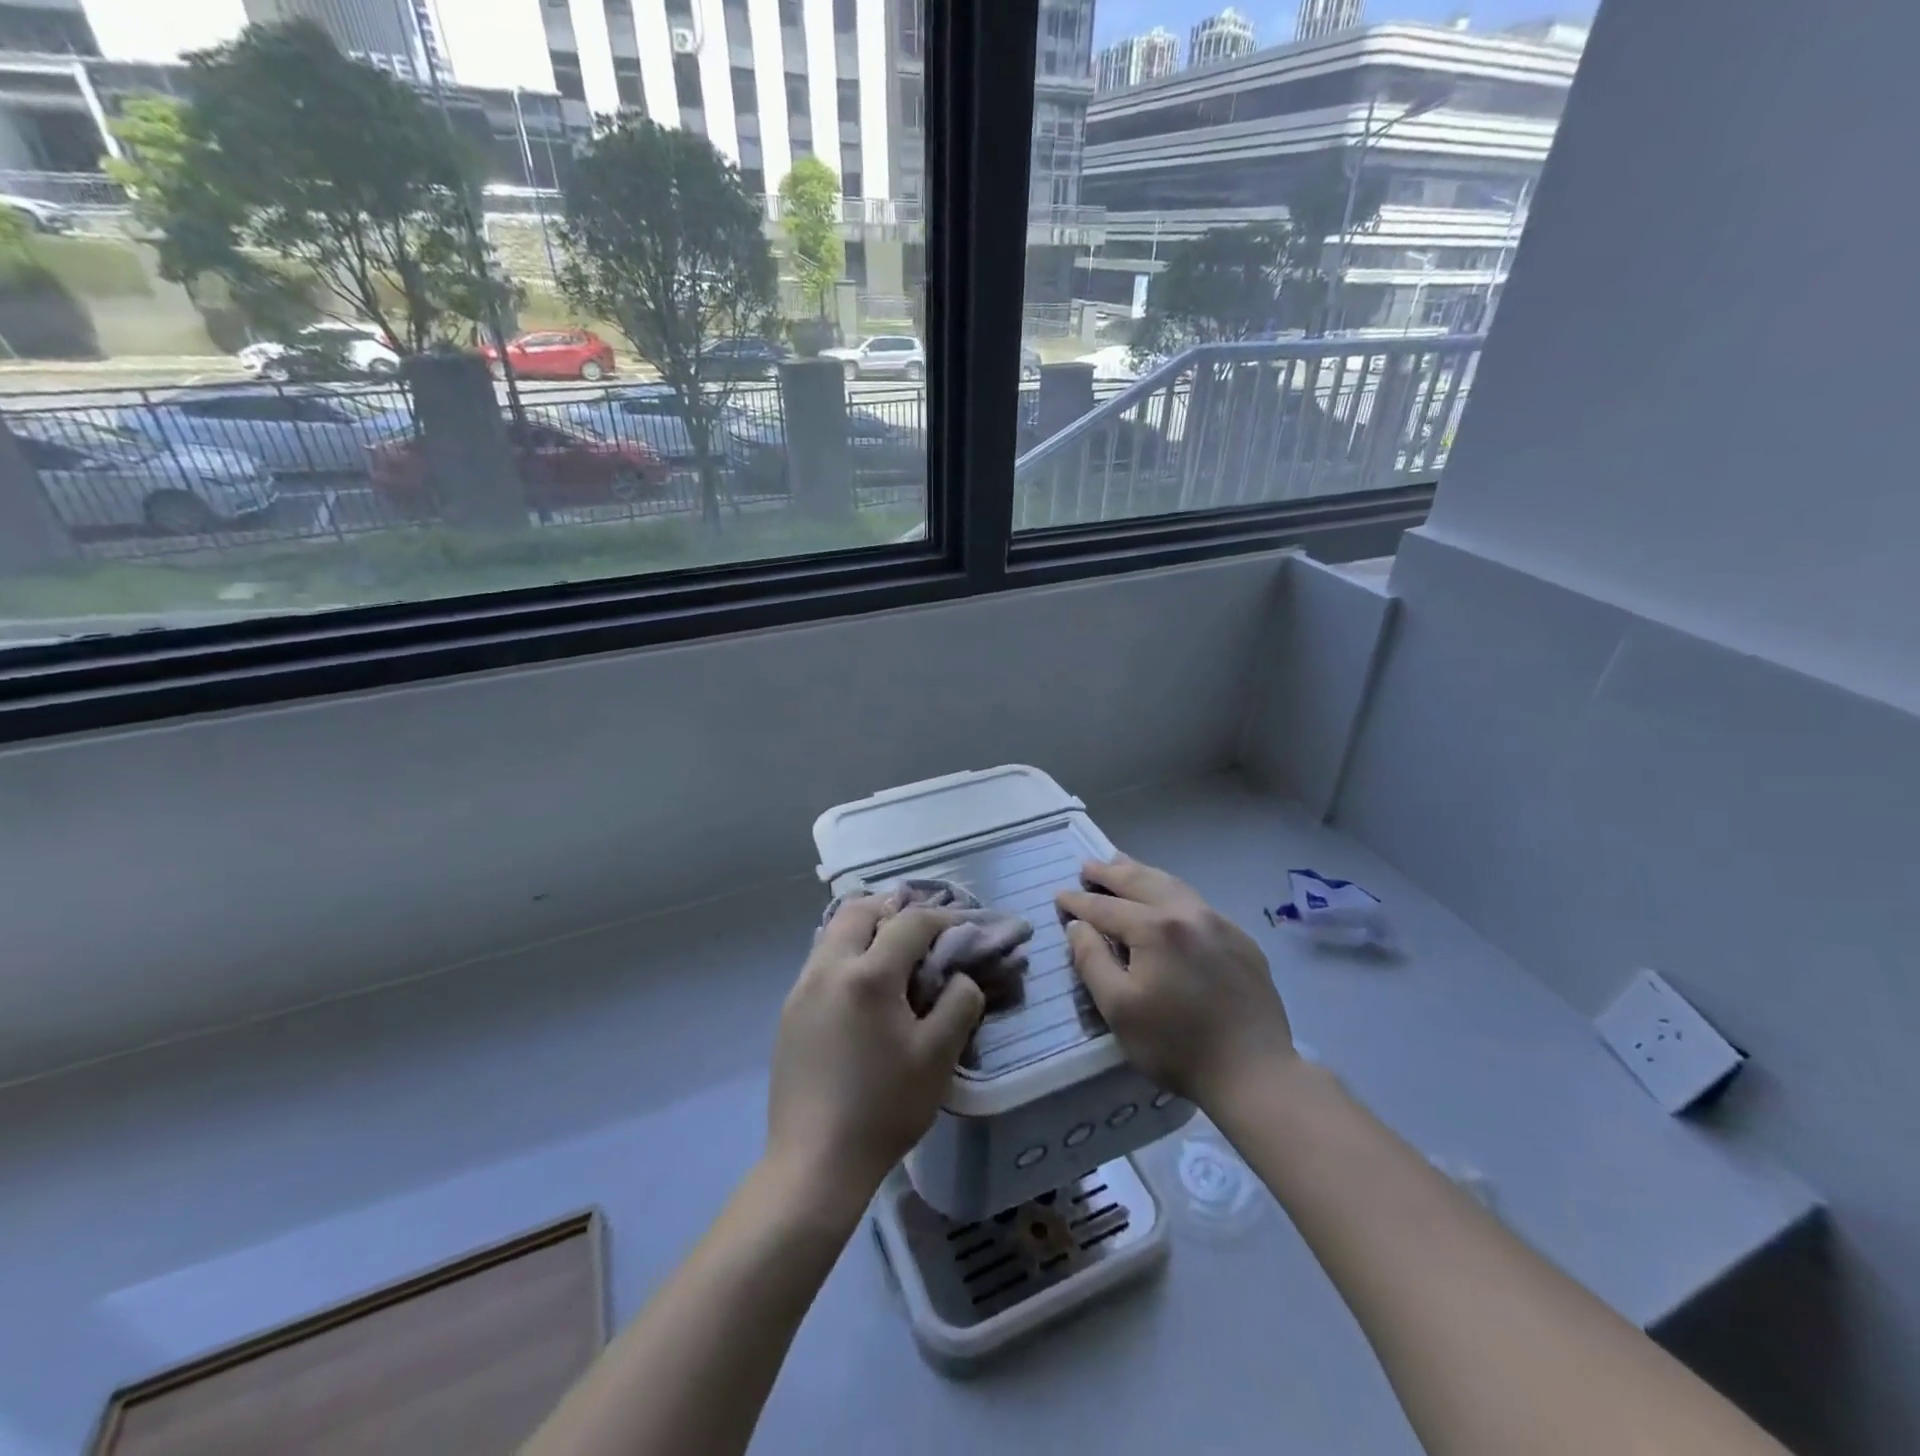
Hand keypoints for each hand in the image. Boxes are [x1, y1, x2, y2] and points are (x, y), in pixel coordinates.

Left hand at [767, 895, 985, 1203]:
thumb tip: (960, 976)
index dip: (944, 918)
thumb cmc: (884, 1108)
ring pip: (835, 931)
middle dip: (895, 909)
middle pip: (860, 909)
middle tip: (924, 930)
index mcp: (868, 975)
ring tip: (895, 953)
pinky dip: (848, 952)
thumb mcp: (938, 1057)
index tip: (965, 928)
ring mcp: (802, 987)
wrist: (815, 1161)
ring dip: (868, 927)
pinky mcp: (790, 1010)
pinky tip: (865, 986)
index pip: (911, 922)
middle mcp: (829, 967)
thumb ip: (959, 1003)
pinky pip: (822, 958)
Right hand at [1056, 857, 1294, 1108]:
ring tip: (1121, 864)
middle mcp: (1187, 912)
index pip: (1105, 907)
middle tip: (1087, 866)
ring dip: (1141, 873)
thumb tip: (1077, 926)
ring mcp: (1219, 922)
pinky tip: (1166, 898)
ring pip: (1172, 884)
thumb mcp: (1118, 1008)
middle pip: (1140, 882)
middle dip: (1109, 873)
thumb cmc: (1176, 1045)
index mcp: (1154, 928)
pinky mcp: (1240, 939)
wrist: (1254, 1072)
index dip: (1078, 901)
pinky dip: (1171, 891)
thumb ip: (1091, 960)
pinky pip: (1196, 902)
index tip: (1059, 895)